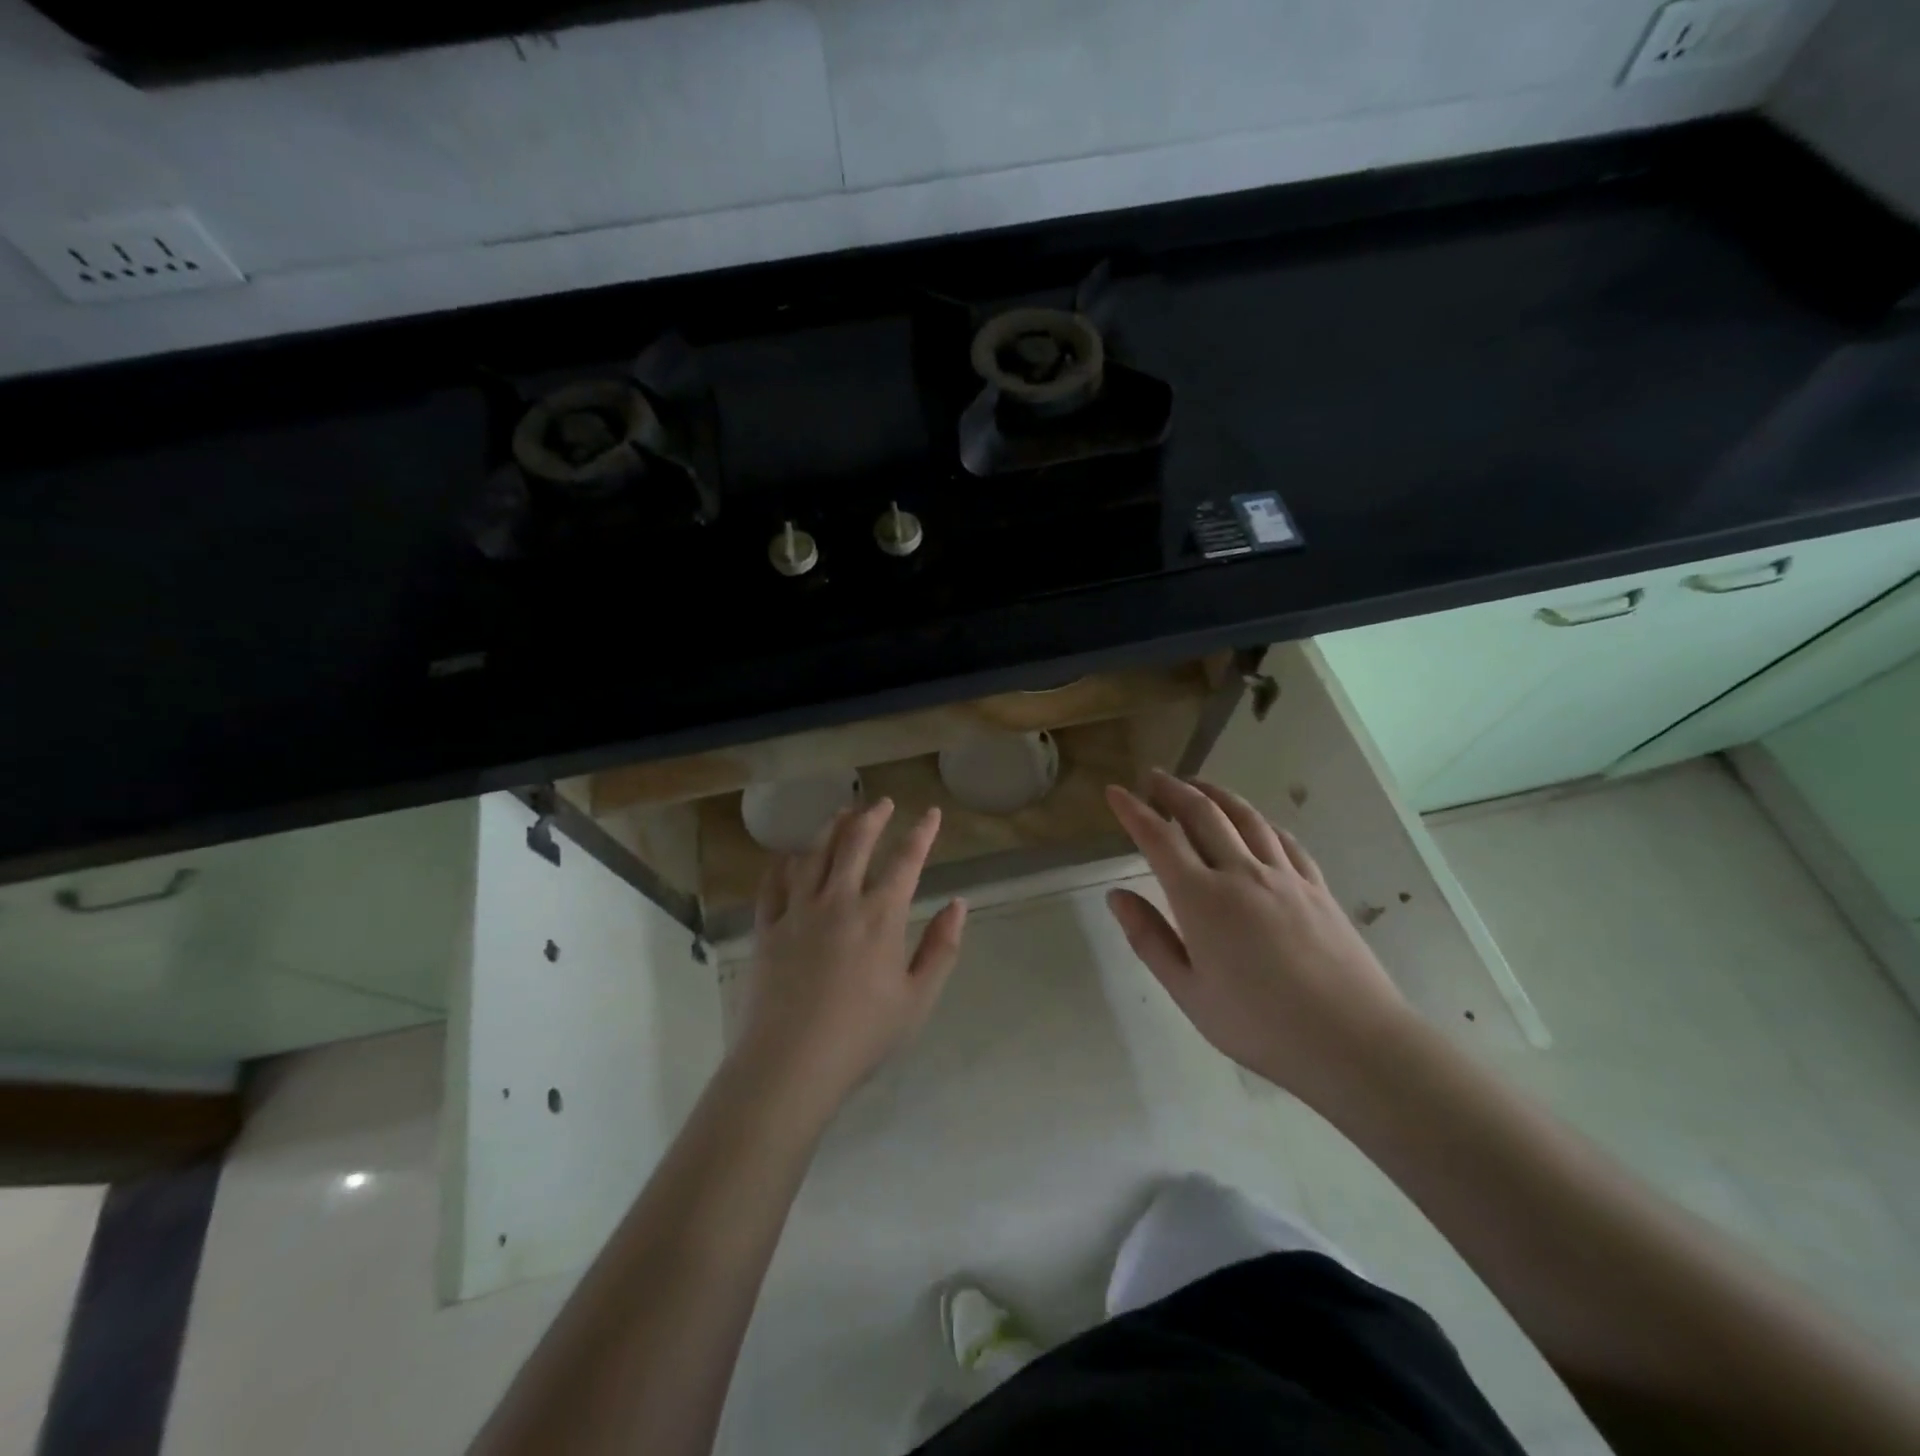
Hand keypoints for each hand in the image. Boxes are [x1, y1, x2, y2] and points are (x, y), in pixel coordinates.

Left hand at [735, 799, 967, 1112]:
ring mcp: (798, 911)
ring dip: (831, 828)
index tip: (931, 813)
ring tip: (841, 813)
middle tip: (882, 803)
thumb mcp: (918, 998)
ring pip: (814, 854)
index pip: (906, 860)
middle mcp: (839, 900)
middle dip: (872, 817)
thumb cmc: (863, 1035)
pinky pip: (774, 884)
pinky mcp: (767, 928)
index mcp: (881, 916)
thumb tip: (958, 904)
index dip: (922, 833)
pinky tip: (789, 856)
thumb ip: (941, 947)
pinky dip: (784, 864)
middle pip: (855, 843)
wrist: (791, 1062)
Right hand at [1104, 771, 1414, 1107]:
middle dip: (1173, 790)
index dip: (1133, 811)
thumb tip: (1116, 895)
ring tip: (1198, 785)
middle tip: (1153, 777)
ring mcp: (1284, 876)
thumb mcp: (1188, 992)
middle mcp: (1241, 873)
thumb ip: (1149, 939)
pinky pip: (1283, 839)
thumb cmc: (1259, 1025)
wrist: (1353, 1041)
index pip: (1159, 838)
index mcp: (1202, 898)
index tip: (1114, 791)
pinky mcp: (1317, 887)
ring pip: (1245, 817)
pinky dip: (1260, 821)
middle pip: (1203, 814)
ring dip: (1216, 794)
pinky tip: (1256, 823)